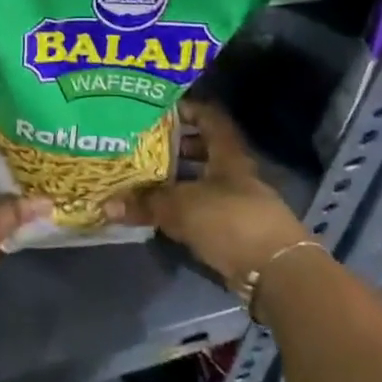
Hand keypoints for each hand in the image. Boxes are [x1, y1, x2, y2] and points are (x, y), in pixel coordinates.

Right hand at [107, 101, 309, 290]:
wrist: (275, 271)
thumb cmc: (230, 221)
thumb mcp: (182, 207)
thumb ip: (146, 204)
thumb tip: (106, 204)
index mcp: (227, 154)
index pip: (209, 118)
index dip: (186, 109)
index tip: (158, 110)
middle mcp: (234, 172)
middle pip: (204, 149)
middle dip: (175, 146)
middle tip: (142, 144)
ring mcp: (237, 201)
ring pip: (202, 180)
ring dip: (177, 179)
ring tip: (144, 178)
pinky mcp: (235, 228)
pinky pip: (203, 208)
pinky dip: (183, 206)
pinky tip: (160, 211)